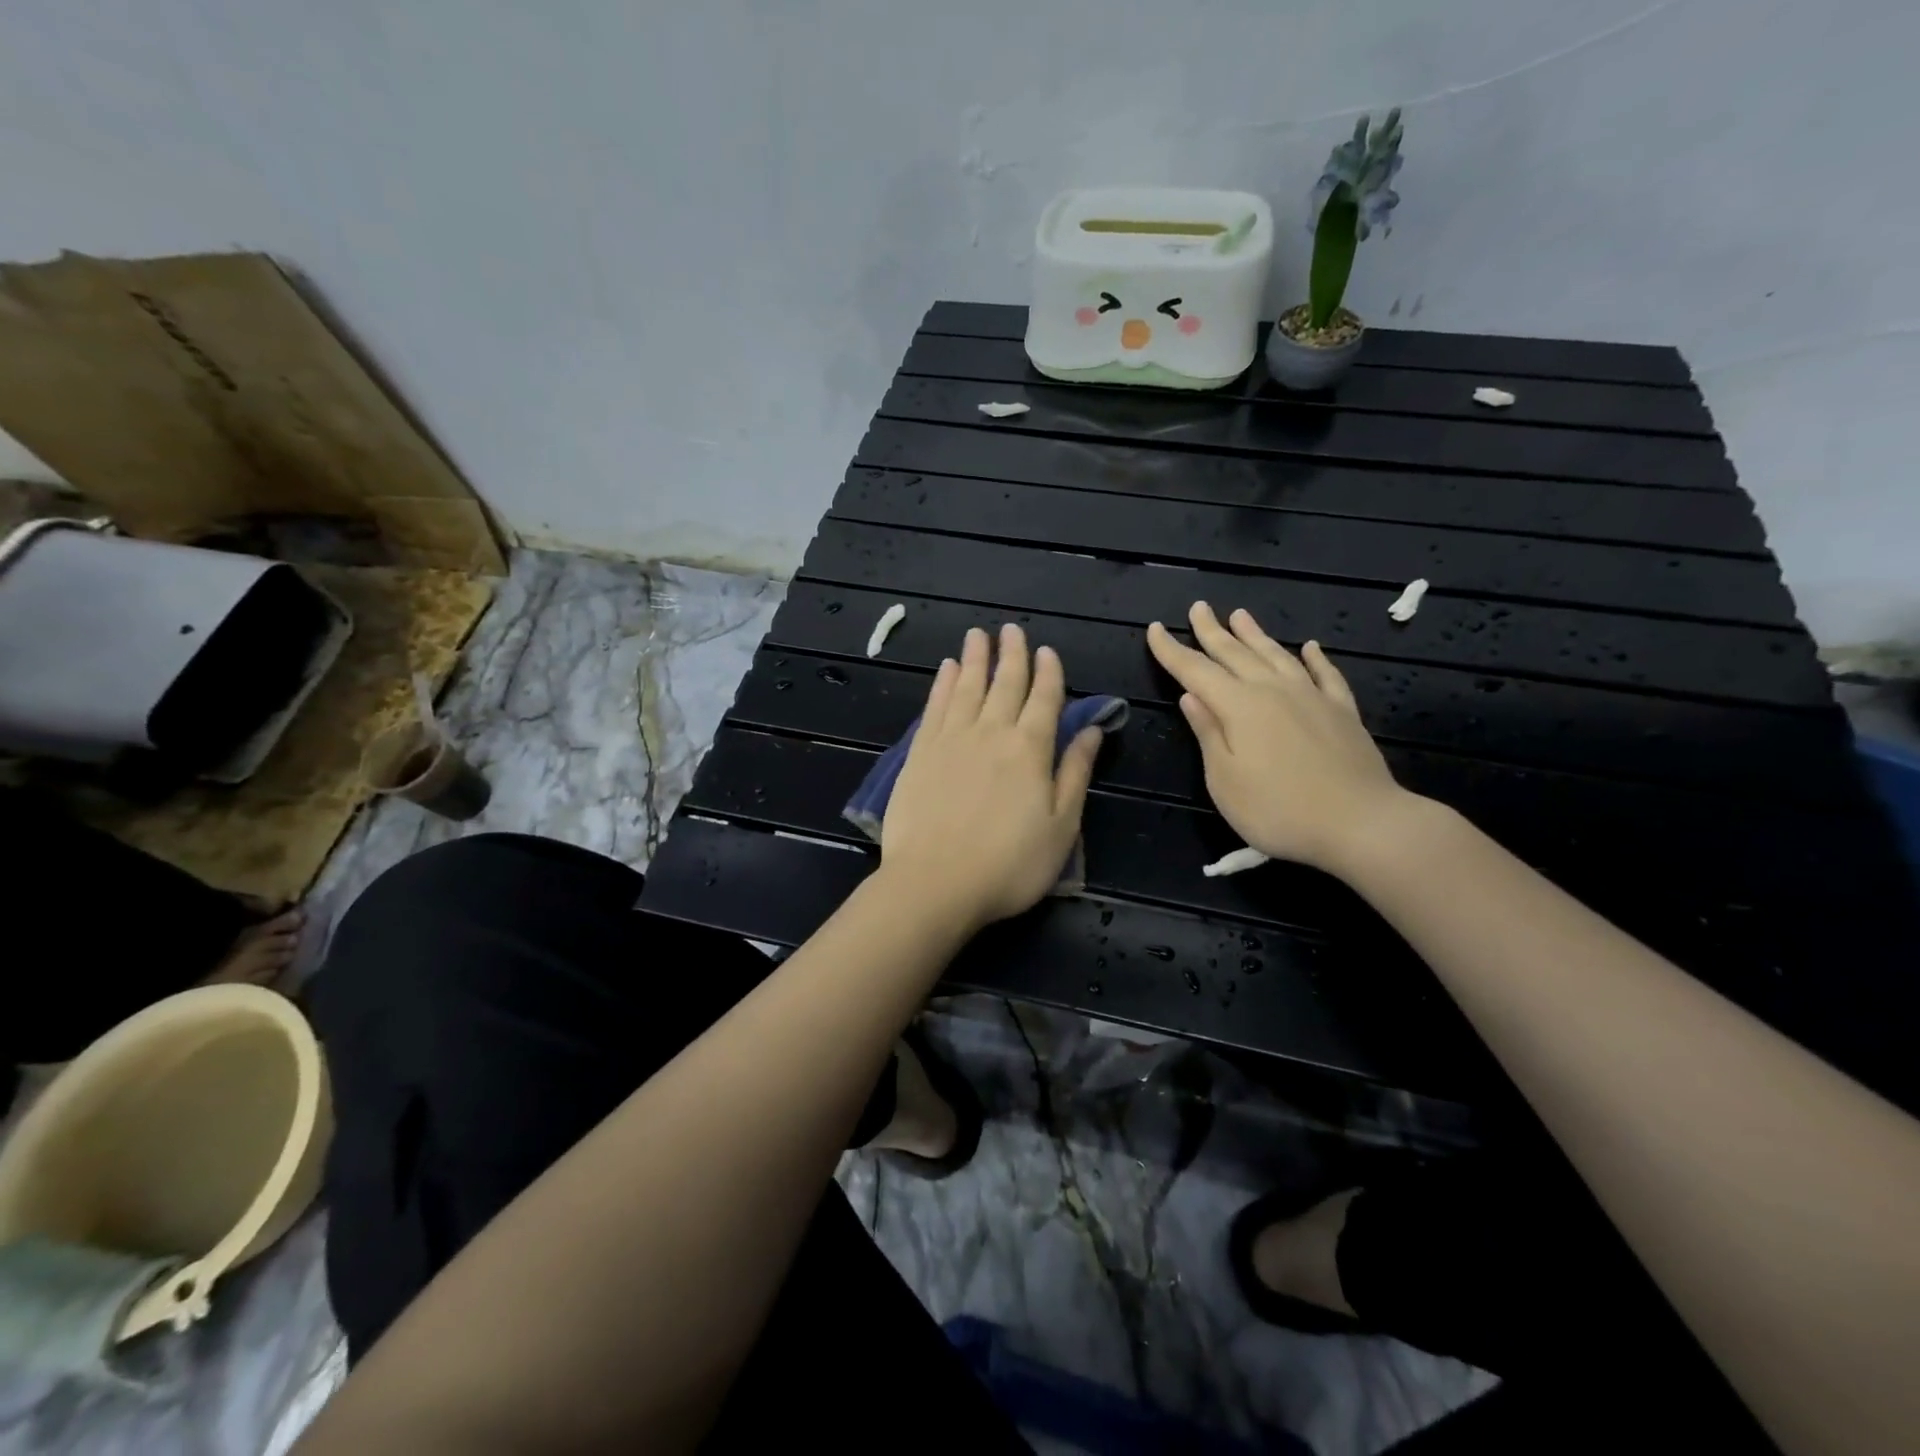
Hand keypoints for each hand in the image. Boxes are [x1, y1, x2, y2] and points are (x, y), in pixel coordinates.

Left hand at [881, 624, 1103, 930]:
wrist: (935, 882)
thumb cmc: (1009, 865)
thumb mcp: (1061, 827)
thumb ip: (1075, 773)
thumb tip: (1093, 730)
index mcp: (1031, 750)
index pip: (1044, 700)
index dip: (1049, 673)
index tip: (1048, 651)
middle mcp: (992, 732)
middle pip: (1005, 684)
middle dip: (1012, 655)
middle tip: (1012, 629)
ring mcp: (952, 739)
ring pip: (967, 686)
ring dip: (975, 658)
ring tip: (978, 635)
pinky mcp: (920, 751)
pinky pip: (935, 706)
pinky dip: (943, 683)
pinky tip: (946, 669)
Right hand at [1147, 603, 1415, 875]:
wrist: (1361, 823)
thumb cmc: (1278, 809)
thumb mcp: (1224, 780)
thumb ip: (1208, 733)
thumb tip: (1191, 696)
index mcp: (1238, 707)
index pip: (1195, 671)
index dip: (1172, 651)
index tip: (1155, 629)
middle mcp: (1273, 691)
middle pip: (1235, 653)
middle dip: (1212, 631)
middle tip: (1198, 608)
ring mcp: (1312, 697)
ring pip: (1276, 655)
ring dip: (1255, 635)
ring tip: (1240, 615)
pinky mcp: (1342, 711)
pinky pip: (1325, 674)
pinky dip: (1315, 658)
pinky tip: (1310, 647)